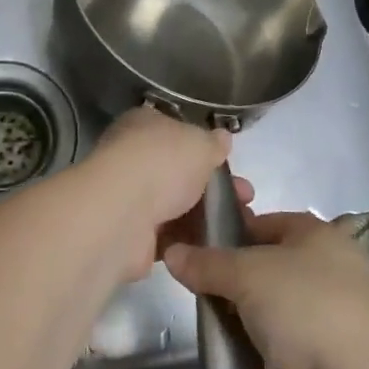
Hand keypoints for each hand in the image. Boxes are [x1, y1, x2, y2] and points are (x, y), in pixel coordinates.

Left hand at [74, 109, 234, 281]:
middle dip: (213, 185)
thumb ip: (214, 143)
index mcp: (143, 125)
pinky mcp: (132, 234)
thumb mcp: (200, 143)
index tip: (228, 162)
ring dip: (205, 215)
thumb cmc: (163, 164)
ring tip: (240, 223)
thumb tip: (222, 137)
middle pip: (179, 171)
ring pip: (176, 205)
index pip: (175, 130)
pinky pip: (169, 235)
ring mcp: (130, 197)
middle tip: (244, 196)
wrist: (123, 216)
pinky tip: (214, 243)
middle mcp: (132, 158)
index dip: (203, 145)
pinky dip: (188, 239)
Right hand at [163, 212, 368, 368]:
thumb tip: (172, 252)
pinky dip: (252, 340)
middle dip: (229, 273)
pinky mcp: (315, 353)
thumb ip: (208, 263)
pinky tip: (225, 344)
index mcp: (315, 234)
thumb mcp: (248, 273)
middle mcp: (322, 268)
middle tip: (189, 281)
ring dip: (239, 309)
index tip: (193, 243)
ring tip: (201, 312)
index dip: (230, 229)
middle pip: (264, 263)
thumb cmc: (306, 306)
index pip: (264, 222)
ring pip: (267, 303)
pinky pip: (273, 337)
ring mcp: (321, 313)